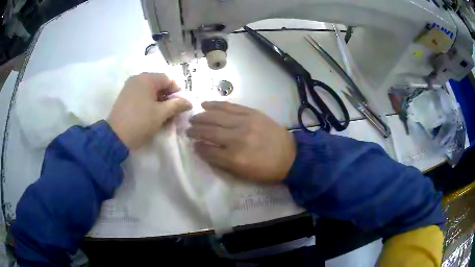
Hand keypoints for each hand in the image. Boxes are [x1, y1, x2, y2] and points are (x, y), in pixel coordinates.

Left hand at [108, 73, 191, 149]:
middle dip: (168, 97)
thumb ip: (177, 105)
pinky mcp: (125, 96)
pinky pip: (141, 95)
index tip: (181, 105)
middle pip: (159, 84)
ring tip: (163, 115)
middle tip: (172, 111)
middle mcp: (137, 79)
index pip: (168, 79)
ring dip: (159, 101)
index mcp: (146, 79)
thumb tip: (189, 102)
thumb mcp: (161, 113)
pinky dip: (149, 102)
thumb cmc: (140, 122)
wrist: (115, 137)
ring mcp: (129, 87)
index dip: (177, 91)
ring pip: (150, 90)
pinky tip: (151, 114)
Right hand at [187, 102, 295, 182]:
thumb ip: (222, 163)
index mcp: (235, 158)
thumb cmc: (267, 170)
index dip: (199, 148)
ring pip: (217, 117)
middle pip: (210, 132)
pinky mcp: (252, 113)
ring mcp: (245, 123)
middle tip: (188, 130)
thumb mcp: (244, 174)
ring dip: (202, 117)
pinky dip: (216, 105)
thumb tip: (204, 150)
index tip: (193, 145)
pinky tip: (206, 104)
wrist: (291, 156)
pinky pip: (230, 107)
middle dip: (196, 131)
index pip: (209, 151)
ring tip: (193, 118)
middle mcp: (237, 138)